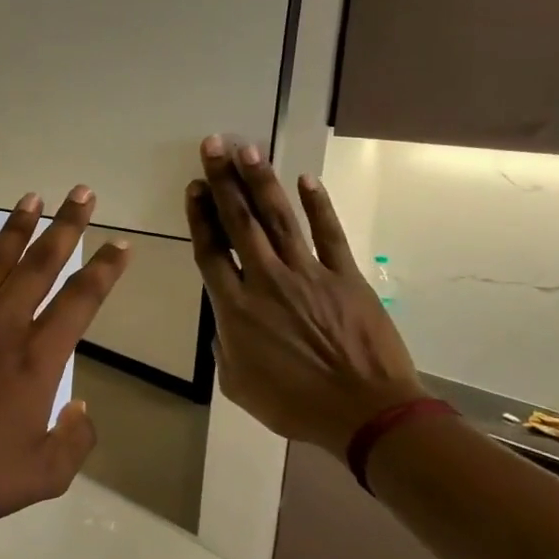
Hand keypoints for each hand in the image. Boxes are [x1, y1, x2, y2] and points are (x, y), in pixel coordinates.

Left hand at [0, 186, 131, 526]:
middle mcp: (1, 326)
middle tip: (81, 192)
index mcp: (36, 358)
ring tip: (31, 198)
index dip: (105, 269)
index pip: (81, 300)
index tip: (119, 244)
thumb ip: (74, 440)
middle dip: (66, 225)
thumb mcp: (43, 475)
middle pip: (40, 264)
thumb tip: (80, 408)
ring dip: (15, 229)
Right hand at [185, 137, 422, 459]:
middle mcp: (266, 280)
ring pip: (279, 219)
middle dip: (223, 182)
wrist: (365, 413)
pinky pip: (329, 234)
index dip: (200, 216)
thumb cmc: (294, 404)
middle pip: (240, 223)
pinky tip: (305, 180)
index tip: (193, 187)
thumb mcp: (238, 384)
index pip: (211, 251)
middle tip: (213, 146)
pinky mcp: (345, 277)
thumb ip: (225, 346)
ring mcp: (308, 274)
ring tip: (247, 150)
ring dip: (261, 182)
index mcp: (235, 308)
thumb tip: (226, 322)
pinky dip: (318, 206)